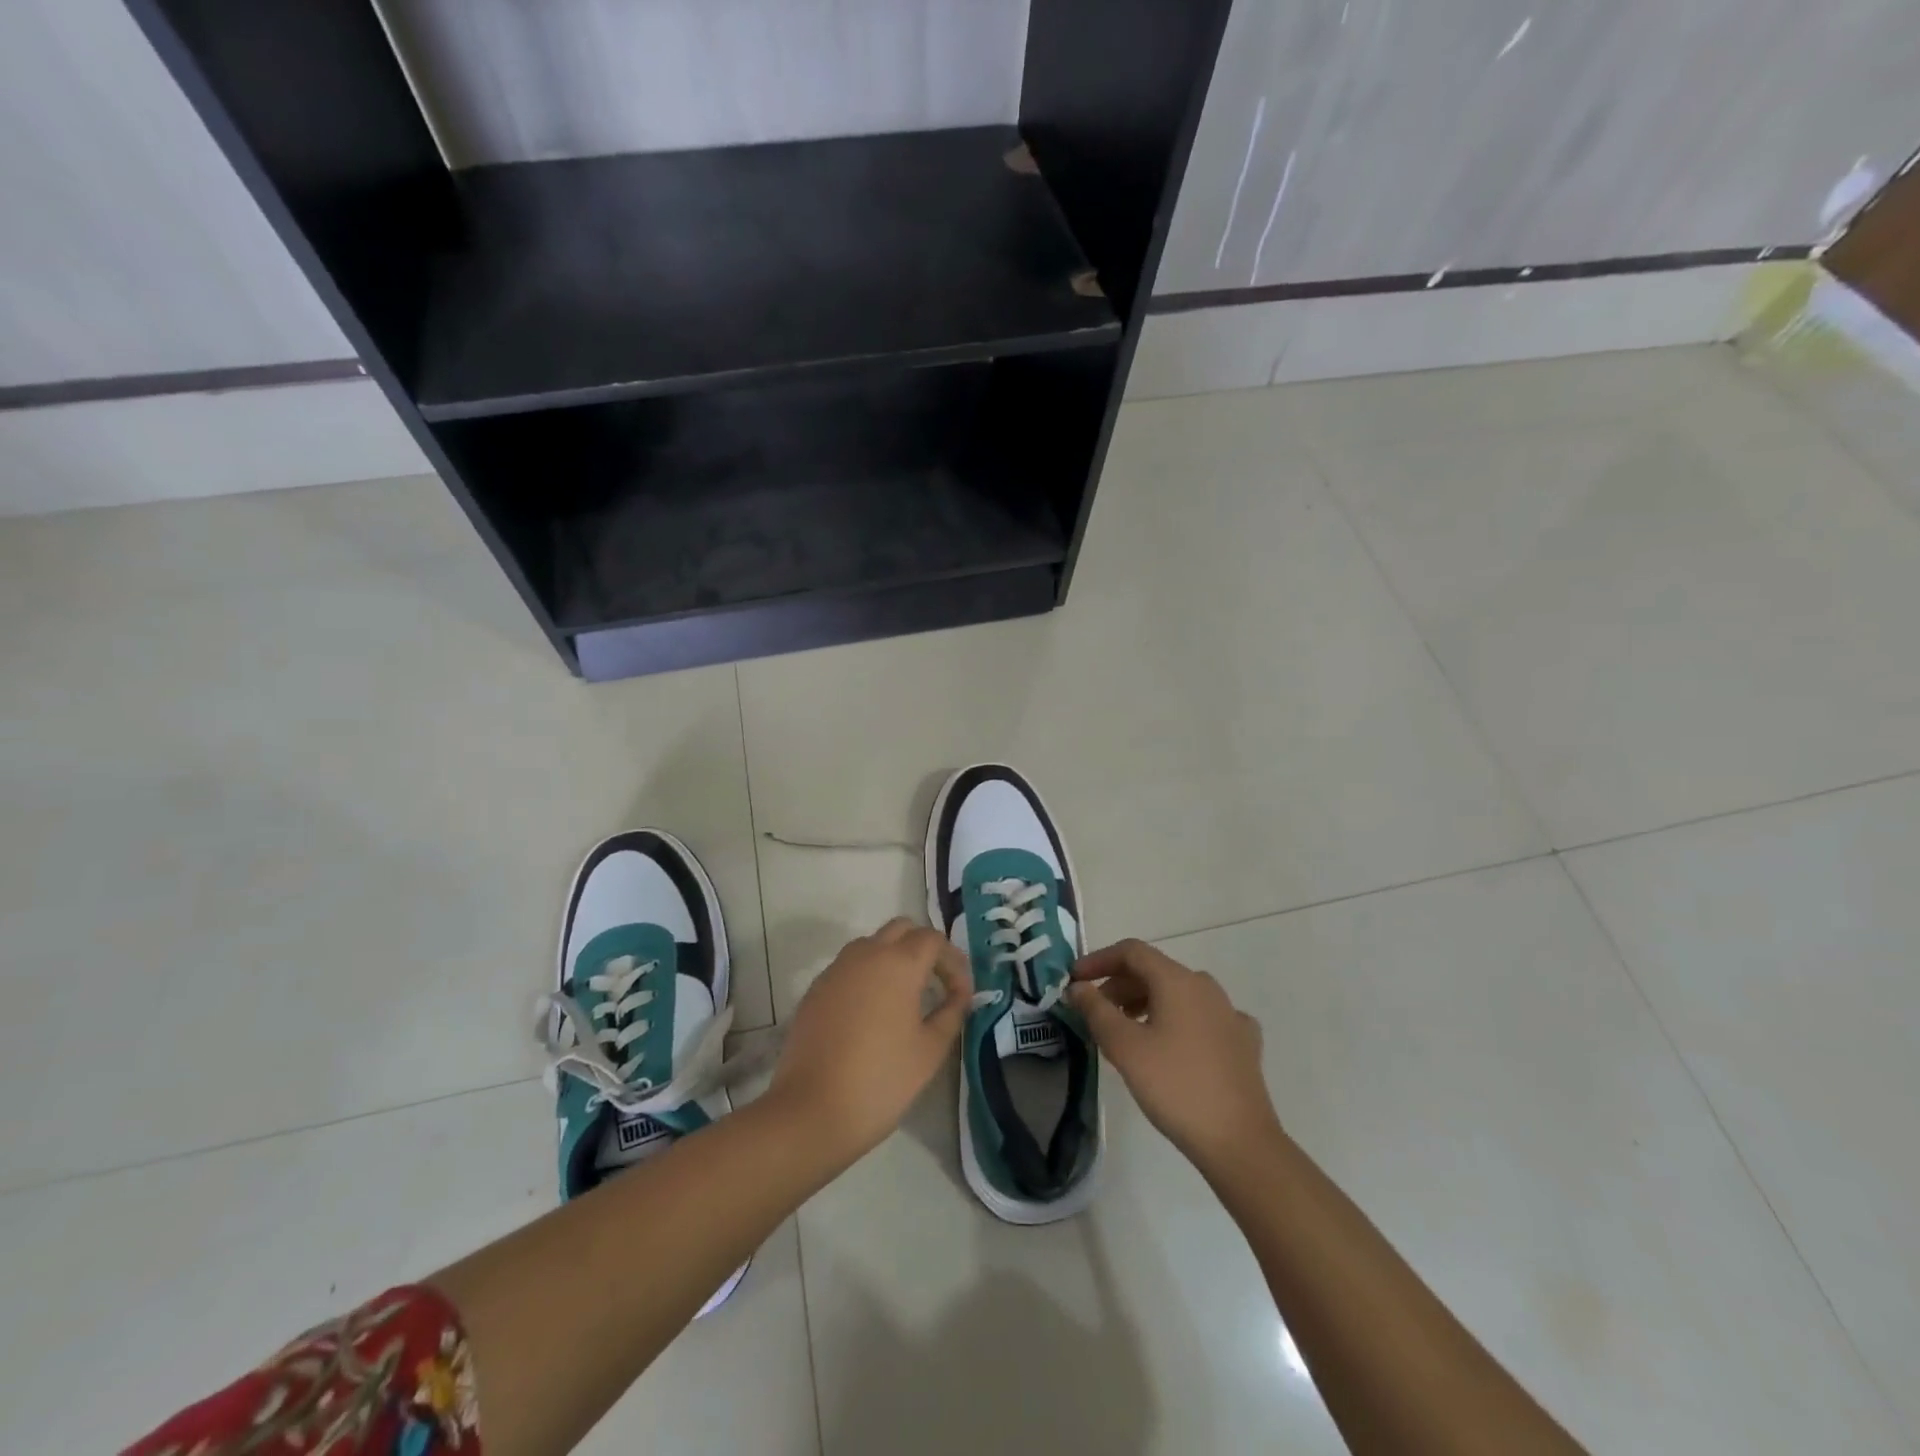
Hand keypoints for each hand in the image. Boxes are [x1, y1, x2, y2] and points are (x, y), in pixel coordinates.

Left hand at [768, 918, 971, 1160]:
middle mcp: (866, 954)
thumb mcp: (930, 1050)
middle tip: (937, 982)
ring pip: (872, 944)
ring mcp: (836, 969)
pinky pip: (849, 967)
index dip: (953, 961)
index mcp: (898, 963)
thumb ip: (951, 1013)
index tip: (961, 993)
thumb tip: (960, 995)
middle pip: (901, 929)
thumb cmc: (881, 1080)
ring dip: (893, 957)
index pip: (933, 940)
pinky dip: (868, 975)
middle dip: (924, 948)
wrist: (811, 1111)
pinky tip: (873, 1012)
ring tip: (907, 996)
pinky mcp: (816, 989)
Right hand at [1068, 940, 1282, 1172]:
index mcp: (1178, 981)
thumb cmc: (1175, 1087)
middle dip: (1119, 986)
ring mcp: (1229, 1013)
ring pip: (1178, 994)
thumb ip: (1096, 1010)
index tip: (1075, 980)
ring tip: (1124, 1032)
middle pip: (1154, 971)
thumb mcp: (1125, 1047)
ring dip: (1145, 1003)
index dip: (1099, 960)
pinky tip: (1170, 1045)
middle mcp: (1206, 987)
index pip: (1132, 952)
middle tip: (1094, 1013)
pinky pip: (1200, 1017)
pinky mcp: (1242, 1041)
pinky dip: (1175, 1021)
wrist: (1240, 1142)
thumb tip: (1078, 987)